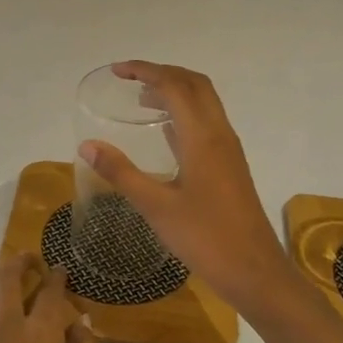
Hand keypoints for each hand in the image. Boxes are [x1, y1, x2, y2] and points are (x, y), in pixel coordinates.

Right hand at [77, 61, 295, 313]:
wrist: (254, 271)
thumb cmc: (205, 238)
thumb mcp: (156, 206)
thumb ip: (121, 173)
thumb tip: (87, 145)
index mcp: (202, 137)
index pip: (174, 85)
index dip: (145, 71)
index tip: (117, 71)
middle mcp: (219, 134)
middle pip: (195, 84)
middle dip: (163, 73)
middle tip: (130, 78)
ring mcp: (229, 149)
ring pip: (205, 102)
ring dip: (176, 91)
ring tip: (143, 99)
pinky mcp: (231, 165)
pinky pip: (208, 122)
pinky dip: (185, 113)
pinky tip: (166, 133)